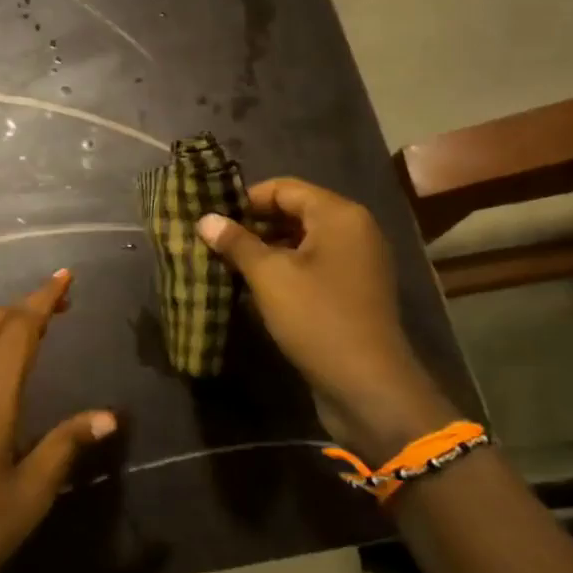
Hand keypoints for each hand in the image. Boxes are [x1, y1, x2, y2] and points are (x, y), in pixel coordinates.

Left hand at [0, 269, 116, 572]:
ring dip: (8, 325)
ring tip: (42, 329)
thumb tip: (108, 416)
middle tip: (63, 303)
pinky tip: (7, 372)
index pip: (19, 330)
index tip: (67, 276)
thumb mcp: (31, 492)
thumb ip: (66, 445)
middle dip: (26, 305)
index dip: (44, 299)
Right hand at [198, 178, 456, 461]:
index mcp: (339, 215)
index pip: (285, 188)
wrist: (367, 385)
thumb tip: (205, 219)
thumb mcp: (270, 277)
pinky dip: (285, 269)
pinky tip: (254, 287)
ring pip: (303, 241)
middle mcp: (354, 230)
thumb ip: (237, 243)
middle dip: (254, 225)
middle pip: (295, 212)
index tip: (212, 219)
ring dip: (266, 249)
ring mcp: (357, 262)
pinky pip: (314, 266)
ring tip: (228, 264)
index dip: (246, 199)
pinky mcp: (353, 290)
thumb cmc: (317, 318)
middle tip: (215, 241)